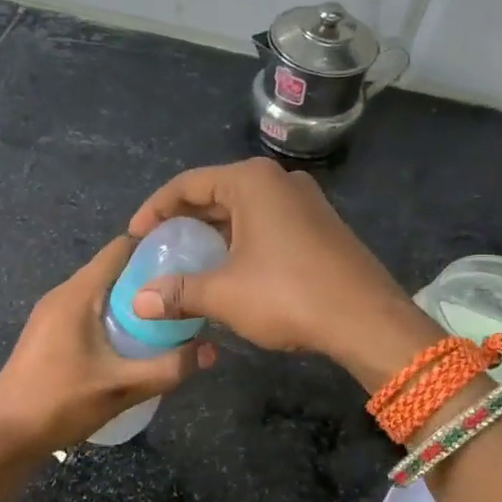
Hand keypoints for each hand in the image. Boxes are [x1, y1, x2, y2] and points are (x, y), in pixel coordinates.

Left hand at [0, 236, 214, 458]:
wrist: (2, 437)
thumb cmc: (59, 403)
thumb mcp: (123, 387)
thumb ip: (170, 368)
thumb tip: (213, 350)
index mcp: (77, 293)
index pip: (120, 248)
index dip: (155, 248)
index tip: (189, 260)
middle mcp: (62, 294)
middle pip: (112, 270)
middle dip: (149, 279)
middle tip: (185, 296)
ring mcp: (51, 314)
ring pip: (100, 292)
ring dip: (131, 302)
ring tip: (166, 320)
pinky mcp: (47, 334)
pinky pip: (87, 311)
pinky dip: (112, 317)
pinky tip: (131, 344)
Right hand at [127, 158, 437, 390]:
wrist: (367, 320)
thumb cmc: (288, 295)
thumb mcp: (224, 294)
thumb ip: (178, 292)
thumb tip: (139, 302)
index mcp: (251, 182)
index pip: (188, 184)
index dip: (154, 209)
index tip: (134, 237)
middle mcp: (278, 181)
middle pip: (215, 193)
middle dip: (183, 222)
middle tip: (157, 249)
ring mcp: (304, 202)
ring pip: (243, 210)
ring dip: (212, 234)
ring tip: (187, 261)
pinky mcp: (319, 226)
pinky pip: (266, 224)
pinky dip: (240, 241)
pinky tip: (228, 270)